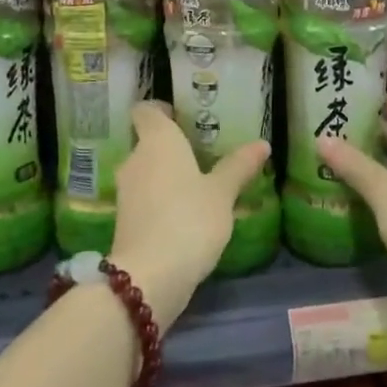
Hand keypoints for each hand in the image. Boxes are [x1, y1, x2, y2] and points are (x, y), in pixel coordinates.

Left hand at [110, 102, 269, 330]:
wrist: (149, 277)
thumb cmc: (189, 220)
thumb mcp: (222, 193)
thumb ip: (239, 166)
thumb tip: (262, 143)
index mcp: (157, 140)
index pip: (146, 110)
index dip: (161, 109)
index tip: (184, 116)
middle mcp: (135, 158)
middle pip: (148, 140)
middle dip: (171, 146)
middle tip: (203, 152)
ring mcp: (126, 190)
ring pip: (146, 170)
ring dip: (166, 174)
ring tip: (198, 183)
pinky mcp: (124, 219)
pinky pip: (144, 196)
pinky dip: (160, 198)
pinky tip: (184, 212)